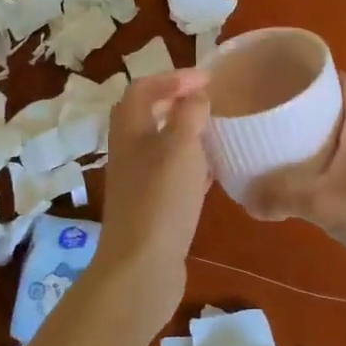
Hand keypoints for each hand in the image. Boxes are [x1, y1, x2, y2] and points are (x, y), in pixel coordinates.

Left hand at [93, 70, 211, 303]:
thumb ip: (189, 114)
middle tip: (209, 101)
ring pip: (161, 146)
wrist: (141, 268)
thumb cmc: (161, 200)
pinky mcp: (152, 208)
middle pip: (147, 115)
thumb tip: (195, 94)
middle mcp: (128, 152)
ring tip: (217, 132)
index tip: (209, 79)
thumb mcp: (180, 147)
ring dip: (186, 134)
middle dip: (176, 103)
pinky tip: (215, 172)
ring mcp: (138, 182)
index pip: (144, 88)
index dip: (173, 77)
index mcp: (129, 130)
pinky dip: (192, 165)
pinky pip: (172, 175)